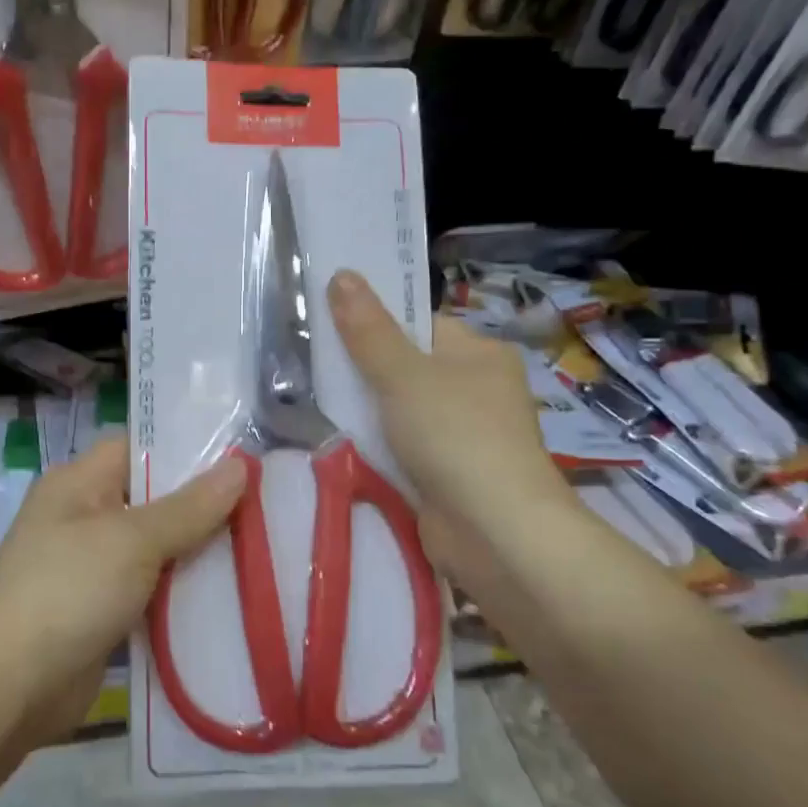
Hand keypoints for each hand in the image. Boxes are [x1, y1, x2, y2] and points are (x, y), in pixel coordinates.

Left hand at [0, 438, 244, 747]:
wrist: (11, 685)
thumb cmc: (69, 590)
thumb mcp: (133, 540)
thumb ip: (189, 507)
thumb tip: (240, 467)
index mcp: (78, 483)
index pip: (137, 448)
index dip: (185, 449)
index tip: (241, 458)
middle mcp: (83, 518)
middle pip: (152, 500)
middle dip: (202, 507)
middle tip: (264, 506)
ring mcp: (91, 567)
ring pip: (155, 550)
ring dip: (196, 554)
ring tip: (261, 547)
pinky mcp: (102, 612)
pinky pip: (150, 591)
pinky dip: (181, 594)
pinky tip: (229, 596)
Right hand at [328, 270, 573, 554]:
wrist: (495, 532)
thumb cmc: (456, 436)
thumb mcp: (403, 375)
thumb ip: (368, 330)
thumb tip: (342, 274)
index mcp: (479, 353)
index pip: (420, 323)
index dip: (377, 319)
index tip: (329, 321)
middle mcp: (476, 388)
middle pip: (407, 365)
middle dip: (363, 368)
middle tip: (312, 362)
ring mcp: (463, 433)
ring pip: (400, 408)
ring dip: (366, 409)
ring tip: (313, 398)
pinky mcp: (447, 472)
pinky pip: (402, 445)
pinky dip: (376, 444)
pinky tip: (341, 441)